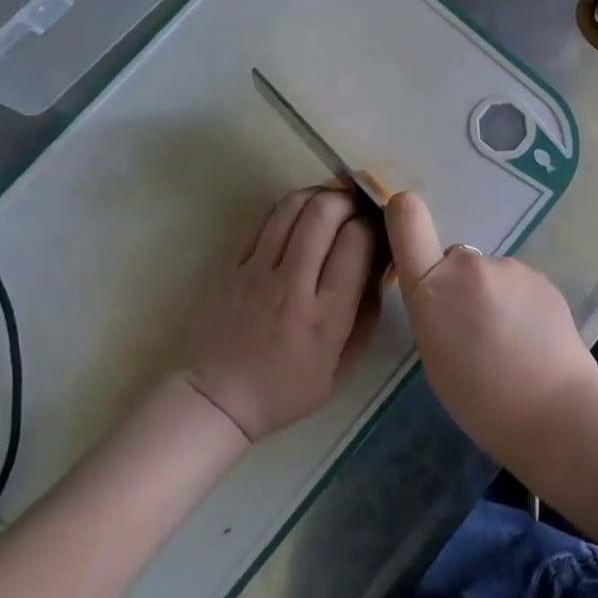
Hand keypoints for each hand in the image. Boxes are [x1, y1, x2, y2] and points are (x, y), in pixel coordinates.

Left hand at [184, 187, 381, 443]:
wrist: (214, 401)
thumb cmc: (285, 390)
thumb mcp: (343, 368)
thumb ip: (368, 314)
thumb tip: (383, 265)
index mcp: (326, 316)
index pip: (357, 242)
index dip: (373, 224)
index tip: (378, 229)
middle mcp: (292, 285)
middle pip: (325, 213)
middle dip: (348, 200)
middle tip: (356, 207)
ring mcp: (256, 271)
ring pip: (292, 207)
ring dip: (318, 196)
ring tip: (329, 205)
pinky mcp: (229, 264)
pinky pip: (263, 219)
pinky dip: (287, 208)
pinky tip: (298, 216)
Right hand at [385, 192, 597, 464]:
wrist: (553, 408)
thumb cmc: (479, 398)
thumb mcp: (433, 354)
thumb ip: (433, 309)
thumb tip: (448, 295)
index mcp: (431, 287)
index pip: (407, 221)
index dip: (402, 211)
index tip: (401, 213)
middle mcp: (467, 264)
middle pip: (453, 260)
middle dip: (458, 284)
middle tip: (474, 330)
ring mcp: (509, 266)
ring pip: (488, 274)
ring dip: (491, 296)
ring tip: (508, 341)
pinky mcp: (541, 276)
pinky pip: (517, 285)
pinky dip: (519, 303)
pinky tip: (531, 338)